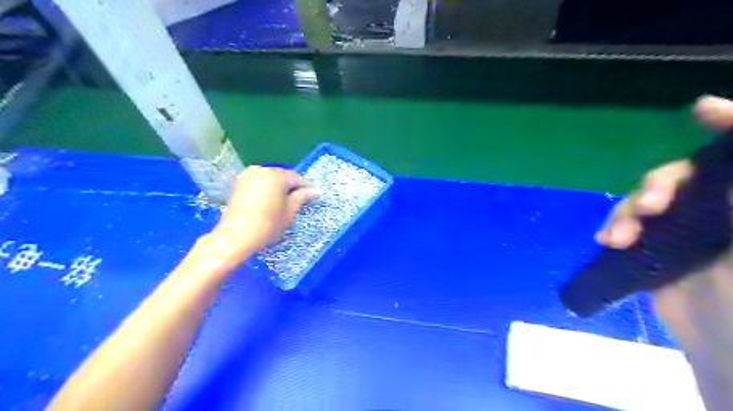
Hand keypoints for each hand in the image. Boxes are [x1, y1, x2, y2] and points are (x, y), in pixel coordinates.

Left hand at [207, 166, 318, 264]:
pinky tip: (269, 202)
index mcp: (276, 175)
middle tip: (298, 202)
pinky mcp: (240, 183)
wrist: (235, 237)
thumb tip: (316, 191)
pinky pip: (260, 182)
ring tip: (284, 203)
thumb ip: (302, 197)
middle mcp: (262, 170)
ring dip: (278, 188)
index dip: (305, 188)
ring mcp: (249, 175)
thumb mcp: (289, 211)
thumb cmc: (267, 225)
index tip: (312, 198)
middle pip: (283, 176)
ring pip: (270, 179)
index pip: (296, 178)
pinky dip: (267, 189)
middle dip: (291, 187)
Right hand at [594, 96, 732, 333]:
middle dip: (662, 185)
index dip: (730, 126)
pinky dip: (617, 227)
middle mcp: (724, 206)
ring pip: (651, 198)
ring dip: (629, 213)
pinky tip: (607, 240)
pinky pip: (631, 223)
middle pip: (688, 173)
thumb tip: (726, 139)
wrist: (723, 348)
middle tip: (651, 207)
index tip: (701, 111)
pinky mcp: (658, 244)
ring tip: (617, 239)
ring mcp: (688, 226)